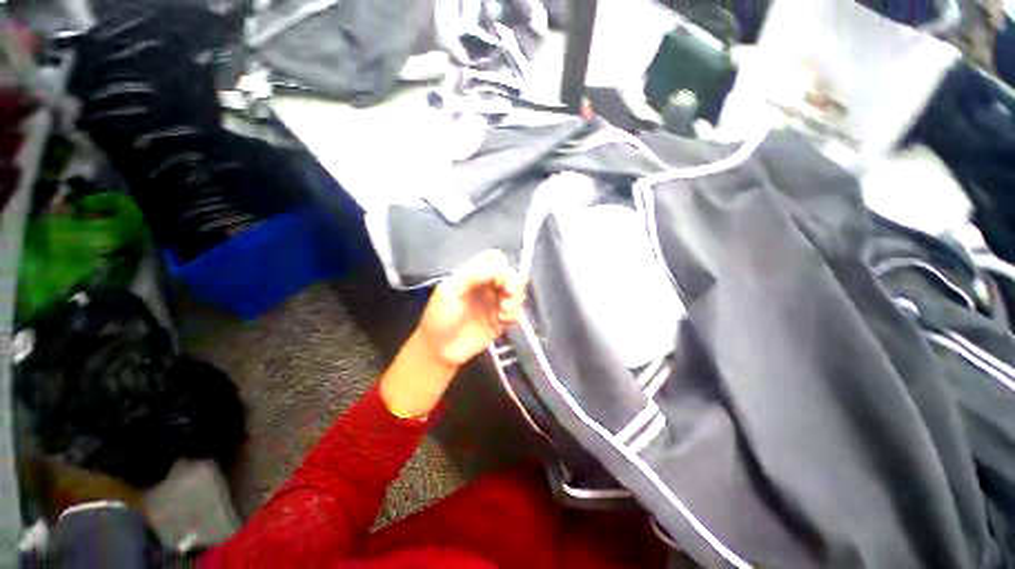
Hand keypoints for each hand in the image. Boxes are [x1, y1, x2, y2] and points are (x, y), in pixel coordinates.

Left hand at [417, 249, 526, 366]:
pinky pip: (517, 311)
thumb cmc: (440, 317)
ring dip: (516, 298)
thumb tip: (501, 268)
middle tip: (508, 293)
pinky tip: (502, 320)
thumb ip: (473, 275)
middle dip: (514, 282)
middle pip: (511, 274)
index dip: (501, 265)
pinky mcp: (501, 320)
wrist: (439, 351)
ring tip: (503, 310)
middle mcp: (487, 286)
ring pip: (517, 292)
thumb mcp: (449, 291)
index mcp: (473, 274)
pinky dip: (514, 313)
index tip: (498, 279)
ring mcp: (495, 303)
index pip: (495, 259)